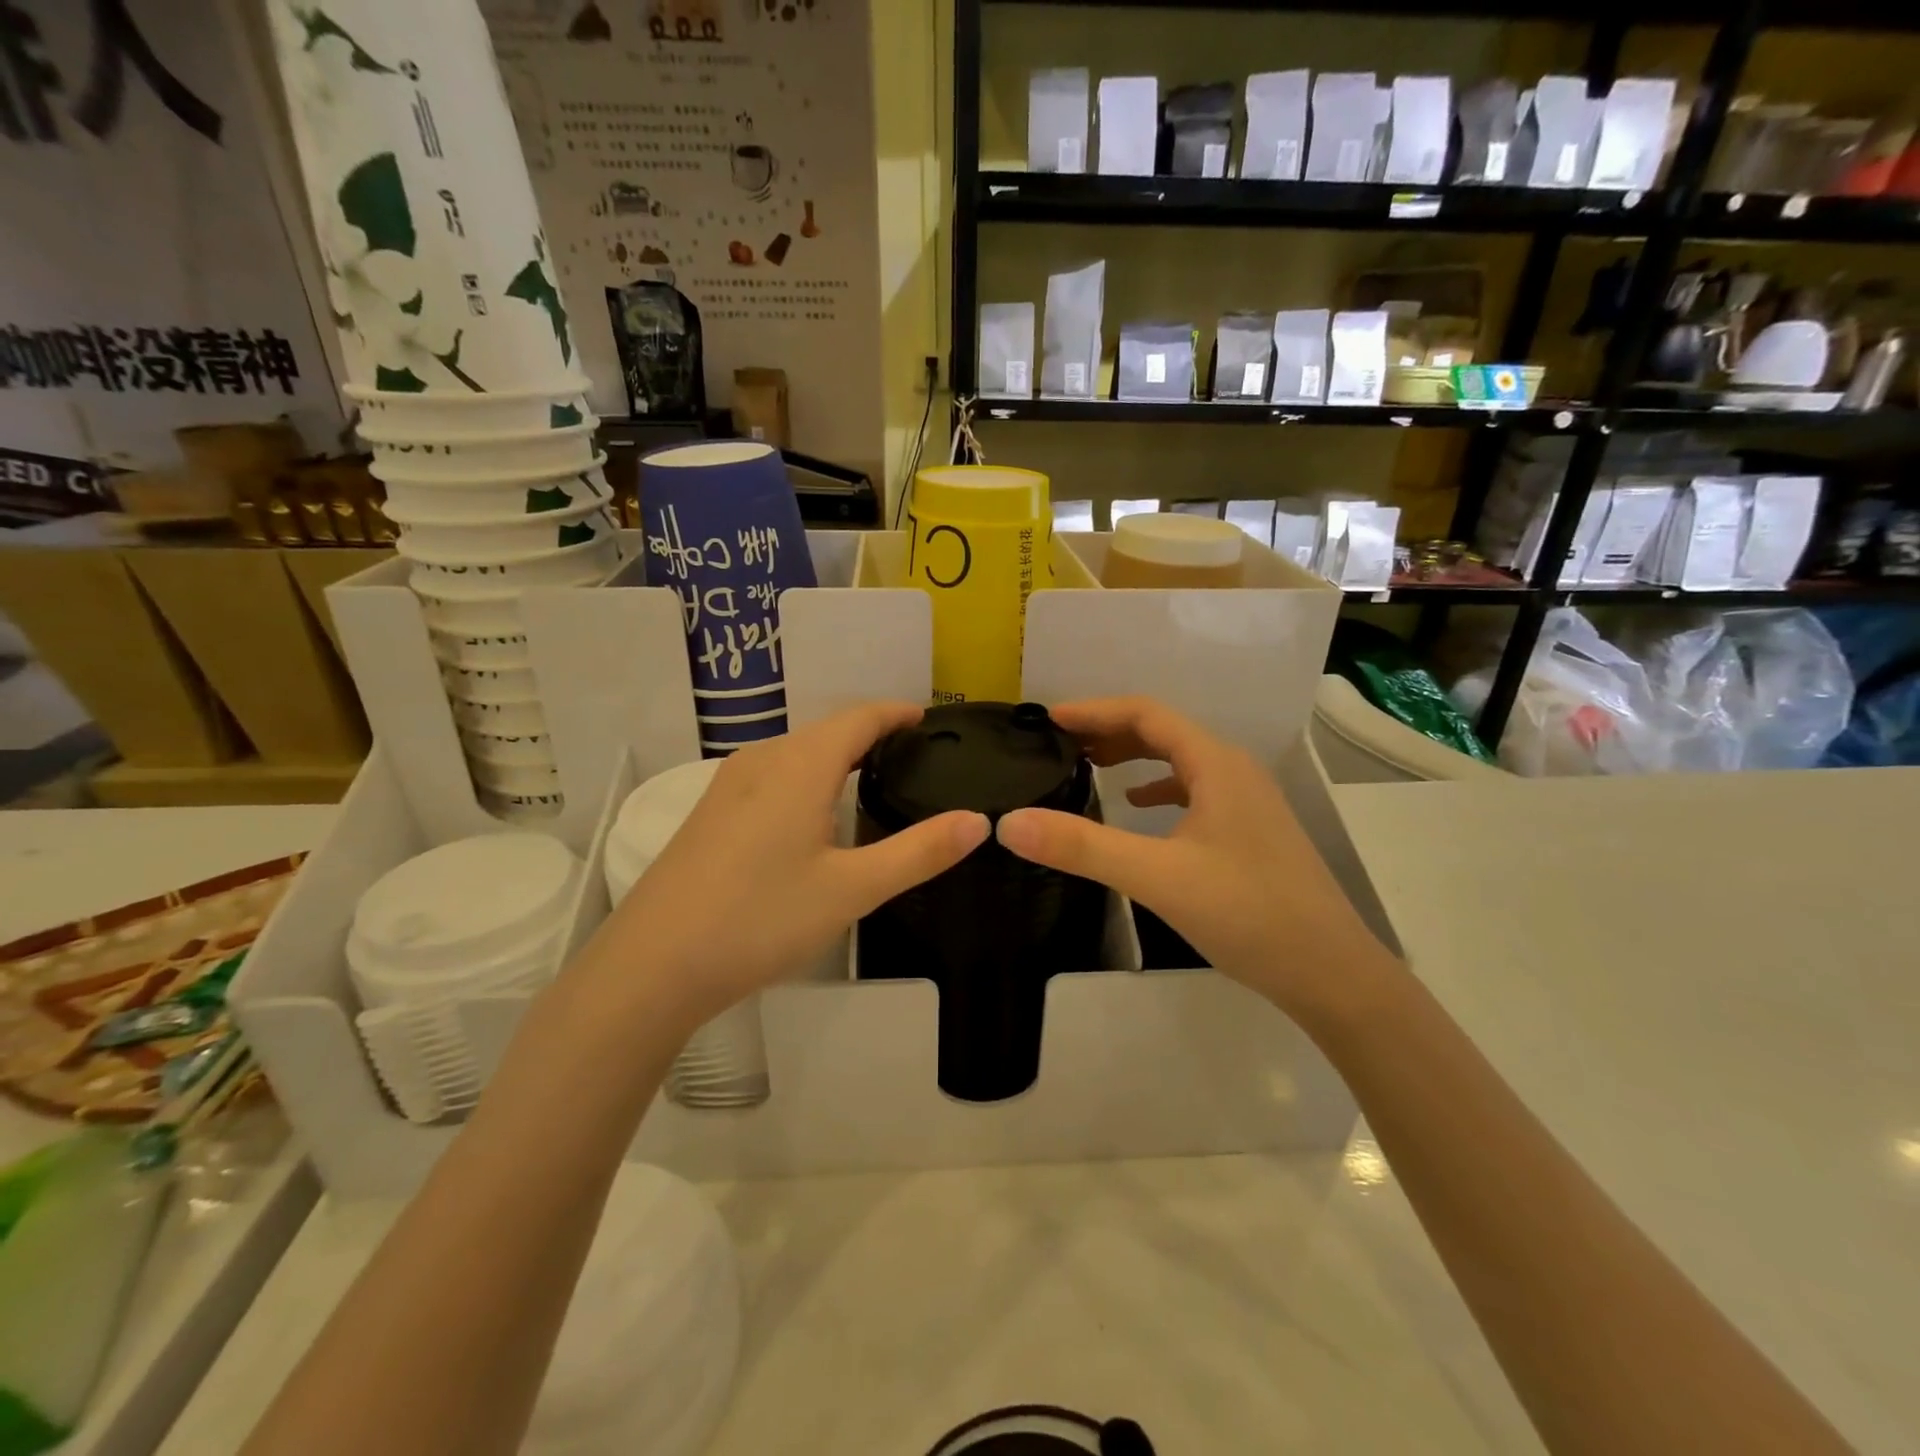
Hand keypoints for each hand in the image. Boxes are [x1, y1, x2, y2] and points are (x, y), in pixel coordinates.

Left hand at [588, 703, 988, 1031]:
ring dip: (839, 754)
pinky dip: (809, 775)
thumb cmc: (761, 918)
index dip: (897, 713)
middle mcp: (763, 759)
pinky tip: (816, 813)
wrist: (653, 964)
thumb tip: (979, 821)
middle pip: (828, 730)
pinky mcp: (711, 812)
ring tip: (875, 778)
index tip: (930, 719)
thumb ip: (919, 852)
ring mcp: (729, 785)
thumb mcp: (852, 889)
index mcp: (800, 765)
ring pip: (797, 752)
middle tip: (915, 755)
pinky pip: (773, 773)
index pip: (860, 717)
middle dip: (873, 733)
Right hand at [995, 697, 1400, 1023]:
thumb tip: (1010, 823)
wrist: (1331, 972)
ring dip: (1133, 757)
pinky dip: (1159, 788)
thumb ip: (1082, 847)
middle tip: (1060, 744)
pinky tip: (1138, 807)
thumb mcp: (1157, 877)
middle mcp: (1234, 771)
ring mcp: (1246, 802)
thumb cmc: (1247, 913)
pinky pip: (1194, 791)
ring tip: (1089, 767)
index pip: (1146, 713)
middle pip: (1163, 732)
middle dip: (1109, 731)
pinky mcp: (1249, 831)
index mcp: (1216, 765)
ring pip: (1180, 761)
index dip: (1094, 711)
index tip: (1049, 719)